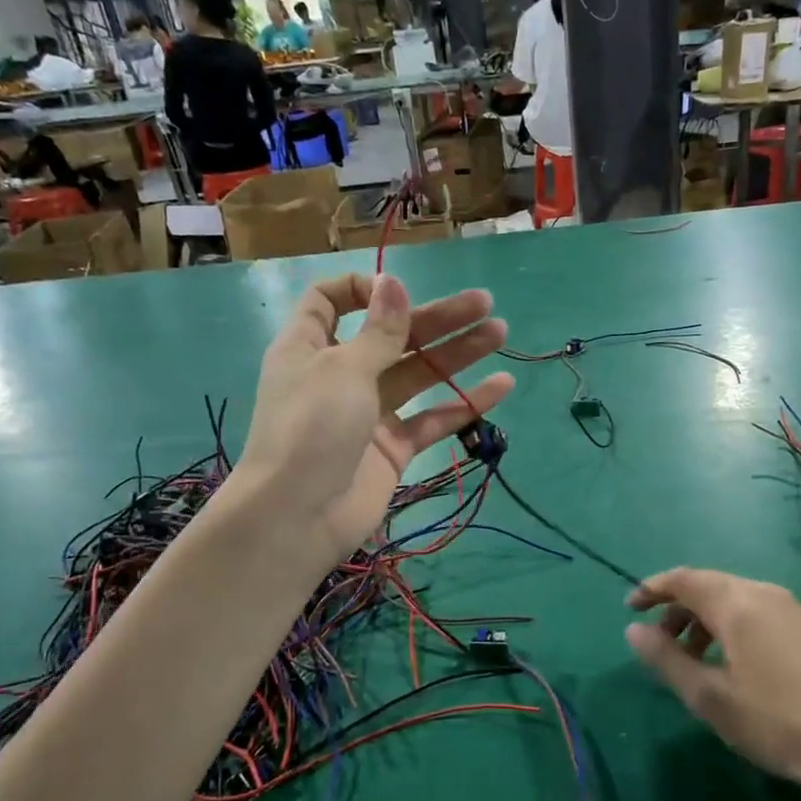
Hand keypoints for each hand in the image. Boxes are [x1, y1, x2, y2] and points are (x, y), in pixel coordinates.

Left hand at [232, 272, 513, 566]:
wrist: (299, 517)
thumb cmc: (311, 429)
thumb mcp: (344, 370)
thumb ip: (379, 331)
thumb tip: (392, 283)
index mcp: (311, 346)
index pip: (331, 301)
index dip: (363, 289)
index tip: (398, 292)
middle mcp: (341, 374)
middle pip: (392, 335)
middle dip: (437, 319)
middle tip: (485, 304)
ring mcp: (369, 412)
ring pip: (419, 375)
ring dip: (457, 354)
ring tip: (499, 334)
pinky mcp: (393, 447)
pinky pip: (432, 419)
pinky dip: (464, 404)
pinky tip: (501, 387)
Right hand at [625, 568, 800, 800]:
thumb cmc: (773, 723)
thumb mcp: (708, 696)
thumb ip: (666, 658)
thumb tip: (633, 630)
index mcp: (738, 604)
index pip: (684, 579)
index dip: (652, 589)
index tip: (629, 608)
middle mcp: (762, 593)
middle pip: (706, 584)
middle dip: (675, 606)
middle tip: (655, 640)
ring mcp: (787, 606)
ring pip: (728, 596)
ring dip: (699, 617)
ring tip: (687, 657)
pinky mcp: (800, 623)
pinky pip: (750, 607)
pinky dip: (724, 622)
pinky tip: (723, 658)